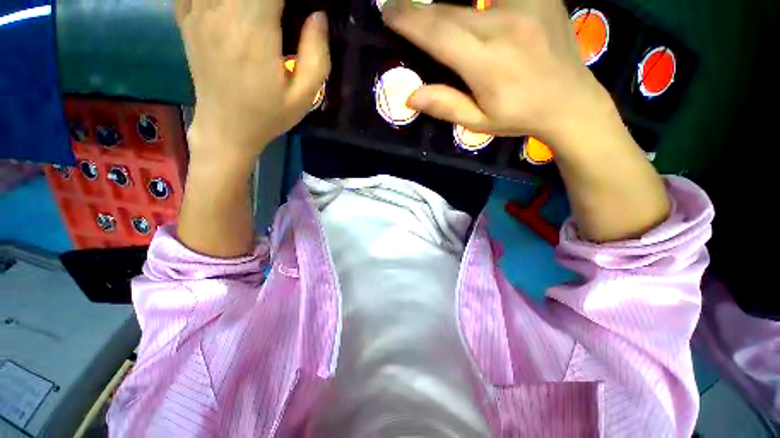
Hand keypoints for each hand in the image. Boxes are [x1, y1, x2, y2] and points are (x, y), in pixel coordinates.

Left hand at [175, 0, 329, 162]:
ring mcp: (198, 13)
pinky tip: (229, 7)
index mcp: (254, 32)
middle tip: (280, 11)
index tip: (299, 7)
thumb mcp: (303, 96)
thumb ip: (316, 56)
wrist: (226, 128)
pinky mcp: (187, 19)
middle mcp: (221, 13)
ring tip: (259, 11)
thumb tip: (318, 16)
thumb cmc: (268, 115)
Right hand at [382, 0, 610, 145]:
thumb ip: (446, 106)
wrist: (571, 101)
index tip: (388, 12)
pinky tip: (470, 8)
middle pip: (450, 10)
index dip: (410, 20)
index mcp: (487, 63)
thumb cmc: (519, 117)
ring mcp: (526, 4)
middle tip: (399, 6)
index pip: (439, 33)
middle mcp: (505, 26)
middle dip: (420, 8)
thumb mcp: (478, 122)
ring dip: (446, 2)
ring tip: (432, 9)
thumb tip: (411, 96)